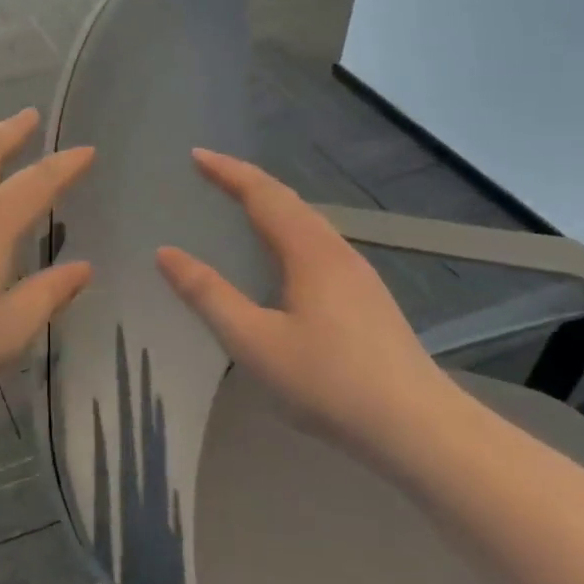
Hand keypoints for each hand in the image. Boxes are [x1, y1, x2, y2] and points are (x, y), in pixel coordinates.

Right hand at [156, 150, 451, 450]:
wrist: (416, 427)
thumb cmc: (328, 381)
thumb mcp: (253, 340)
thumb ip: (208, 295)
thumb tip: (166, 253)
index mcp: (309, 253)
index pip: (263, 195)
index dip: (228, 173)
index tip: (196, 156)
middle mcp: (337, 253)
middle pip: (289, 202)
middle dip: (248, 183)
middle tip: (211, 175)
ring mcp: (358, 276)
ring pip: (308, 224)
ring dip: (271, 206)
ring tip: (240, 207)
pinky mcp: (367, 300)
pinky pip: (318, 246)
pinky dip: (288, 232)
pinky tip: (282, 259)